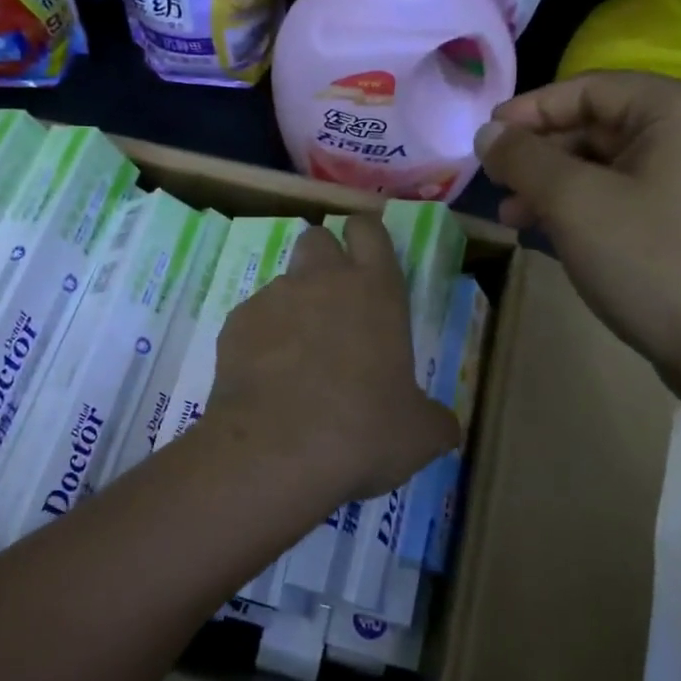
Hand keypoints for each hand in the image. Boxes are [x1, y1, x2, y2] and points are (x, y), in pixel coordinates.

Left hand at [205, 217, 460, 505]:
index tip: (367, 258)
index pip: (369, 229)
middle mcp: (322, 279)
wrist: (275, 451)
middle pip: (318, 239)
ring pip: (283, 281)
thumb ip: (435, 420)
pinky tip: (266, 379)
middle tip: (333, 304)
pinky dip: (260, 339)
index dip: (366, 237)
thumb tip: (445, 427)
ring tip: (297, 356)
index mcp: (375, 290)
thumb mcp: (418, 435)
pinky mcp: (235, 323)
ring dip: (293, 305)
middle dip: (324, 260)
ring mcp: (274, 297)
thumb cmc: (362, 431)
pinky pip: (252, 318)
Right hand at [475, 71, 680, 385]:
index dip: (529, 110)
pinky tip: (541, 228)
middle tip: (493, 181)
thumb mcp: (573, 202)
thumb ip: (523, 158)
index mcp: (676, 109)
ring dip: (550, 184)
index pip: (587, 89)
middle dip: (538, 155)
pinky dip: (576, 205)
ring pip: (601, 163)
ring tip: (509, 214)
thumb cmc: (648, 260)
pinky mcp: (680, 214)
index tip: (484, 138)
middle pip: (593, 124)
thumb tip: (486, 133)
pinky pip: (617, 192)